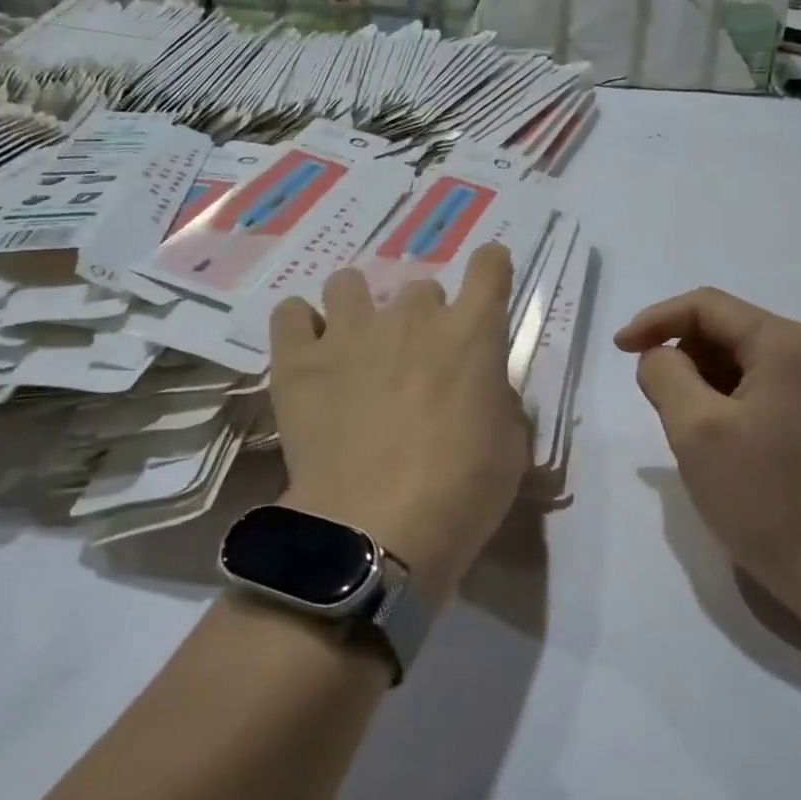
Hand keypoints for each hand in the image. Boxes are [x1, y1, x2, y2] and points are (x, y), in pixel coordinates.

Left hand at [269, 245, 528, 604]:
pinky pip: (291, 314)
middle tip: (417, 362)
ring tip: (356, 347)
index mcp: (471, 335)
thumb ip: (500, 402)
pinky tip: (309, 353)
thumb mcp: (510, 450)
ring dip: (359, 309)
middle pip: (421, 288)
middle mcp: (411, 318)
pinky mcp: (299, 361)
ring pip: (349, 284)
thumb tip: (483, 389)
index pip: (489, 269)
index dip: (492, 267)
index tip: (489, 276)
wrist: (374, 532)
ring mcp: (349, 333)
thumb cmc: (460, 494)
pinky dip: (301, 326)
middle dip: (424, 318)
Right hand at [615, 287, 800, 602]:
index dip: (655, 320)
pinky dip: (724, 401)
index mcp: (785, 343)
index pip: (705, 306)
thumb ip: (664, 373)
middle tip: (657, 405)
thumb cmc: (764, 497)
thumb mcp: (695, 428)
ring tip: (687, 430)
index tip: (619, 351)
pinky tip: (716, 442)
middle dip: (680, 356)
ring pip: (739, 361)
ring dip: (700, 382)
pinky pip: (758, 388)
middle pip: (724, 330)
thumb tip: (660, 356)